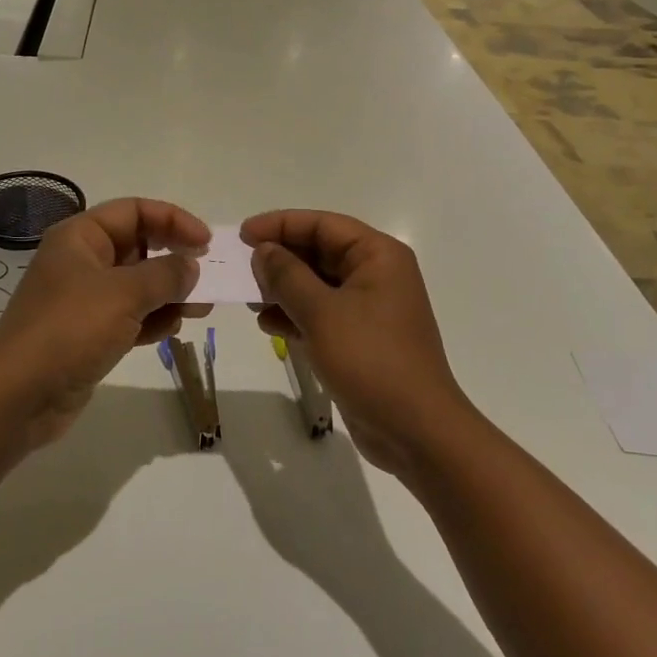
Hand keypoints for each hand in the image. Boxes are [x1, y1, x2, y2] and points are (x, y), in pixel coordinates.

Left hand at [0, 198, 209, 448]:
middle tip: (207, 277)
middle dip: (174, 259)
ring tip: (199, 308)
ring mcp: (84, 300)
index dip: (173, 220)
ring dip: (169, 293)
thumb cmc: (69, 330)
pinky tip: (171, 330)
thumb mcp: (124, 294)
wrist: (17, 396)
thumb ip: (165, 274)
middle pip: (138, 246)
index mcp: (80, 237)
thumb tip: (191, 266)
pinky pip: (129, 316)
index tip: (206, 243)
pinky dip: (152, 320)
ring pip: (137, 285)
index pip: (134, 211)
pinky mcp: (88, 334)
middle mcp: (81, 261)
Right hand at [242, 211, 474, 479]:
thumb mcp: (322, 313)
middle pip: (319, 251)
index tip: (243, 234)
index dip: (280, 224)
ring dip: (283, 288)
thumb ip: (287, 276)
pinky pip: (321, 313)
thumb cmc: (371, 360)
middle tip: (240, 267)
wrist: (416, 432)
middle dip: (280, 258)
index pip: (323, 224)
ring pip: (316, 284)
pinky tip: (268, 325)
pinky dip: (295, 315)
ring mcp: (369, 308)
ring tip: (249, 299)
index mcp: (377, 256)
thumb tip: (263, 250)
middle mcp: (376, 274)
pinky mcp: (360, 338)